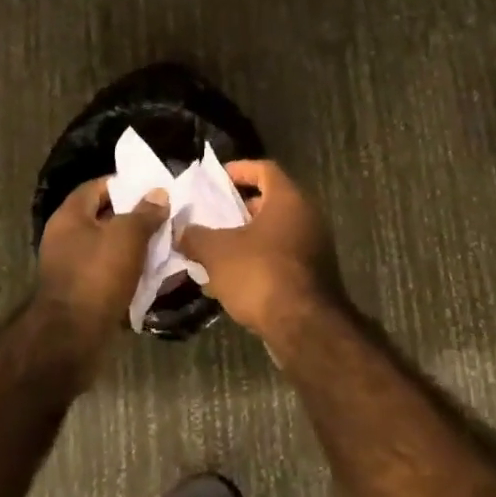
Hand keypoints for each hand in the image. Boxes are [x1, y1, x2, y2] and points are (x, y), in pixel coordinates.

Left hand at [36, 178, 168, 361]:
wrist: (71, 338)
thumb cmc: (97, 275)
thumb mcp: (127, 236)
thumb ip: (145, 212)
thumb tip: (158, 193)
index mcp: (70, 216)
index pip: (97, 187)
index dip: (124, 184)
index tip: (152, 188)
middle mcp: (65, 238)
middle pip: (103, 217)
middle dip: (134, 216)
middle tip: (163, 216)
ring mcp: (71, 267)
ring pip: (108, 246)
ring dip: (133, 246)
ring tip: (163, 243)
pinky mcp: (81, 293)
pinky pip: (108, 272)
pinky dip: (128, 270)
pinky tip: (151, 272)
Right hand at [177, 160, 342, 343]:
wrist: (304, 326)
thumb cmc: (260, 274)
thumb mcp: (217, 252)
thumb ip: (195, 236)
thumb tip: (181, 230)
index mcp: (288, 199)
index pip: (265, 169)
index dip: (239, 169)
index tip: (216, 179)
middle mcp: (307, 216)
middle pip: (270, 201)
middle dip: (239, 208)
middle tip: (212, 215)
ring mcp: (314, 246)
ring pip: (275, 232)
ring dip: (247, 237)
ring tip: (216, 248)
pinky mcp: (314, 275)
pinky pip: (281, 256)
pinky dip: (258, 259)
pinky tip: (233, 278)